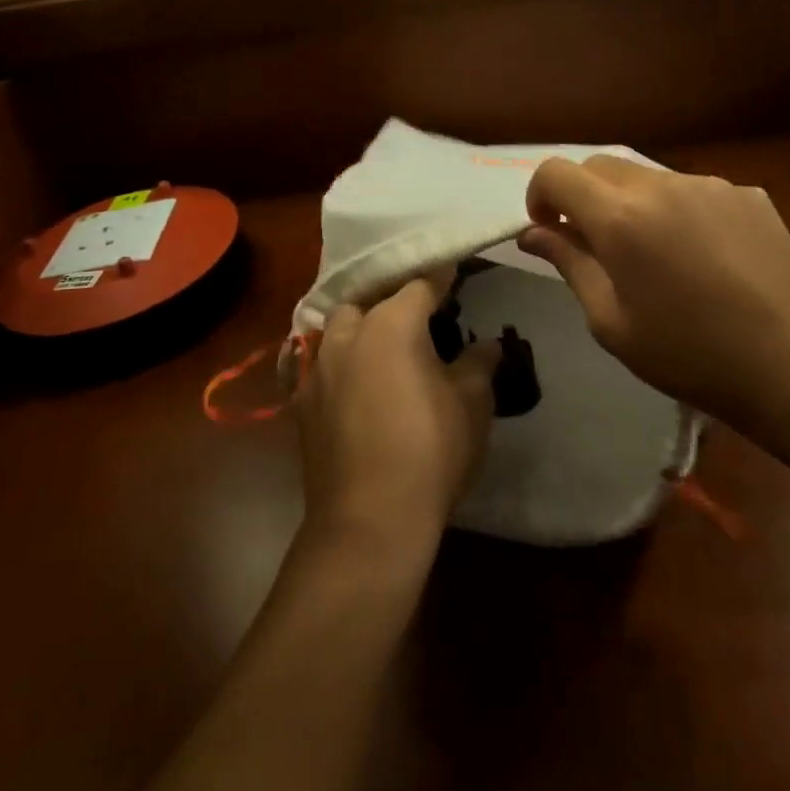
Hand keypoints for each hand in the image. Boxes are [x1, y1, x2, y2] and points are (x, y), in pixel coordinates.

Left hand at [295, 272, 500, 552]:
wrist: (369, 521)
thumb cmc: (431, 451)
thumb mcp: (472, 403)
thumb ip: (479, 363)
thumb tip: (488, 343)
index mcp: (391, 324)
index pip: (421, 284)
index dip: (442, 276)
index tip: (456, 270)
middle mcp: (347, 334)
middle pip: (370, 300)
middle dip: (393, 300)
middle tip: (419, 315)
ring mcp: (318, 368)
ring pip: (338, 329)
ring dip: (361, 328)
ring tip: (385, 346)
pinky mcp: (301, 402)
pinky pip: (322, 366)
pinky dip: (342, 363)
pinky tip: (357, 383)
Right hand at [518, 155, 789, 430]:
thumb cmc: (687, 355)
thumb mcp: (610, 321)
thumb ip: (569, 263)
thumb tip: (533, 233)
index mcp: (621, 218)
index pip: (556, 173)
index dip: (540, 196)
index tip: (550, 230)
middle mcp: (663, 185)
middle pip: (600, 165)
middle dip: (582, 196)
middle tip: (595, 245)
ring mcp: (710, 184)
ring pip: (648, 176)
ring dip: (631, 203)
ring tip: (655, 255)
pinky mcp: (747, 193)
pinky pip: (692, 190)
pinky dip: (677, 211)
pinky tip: (701, 256)